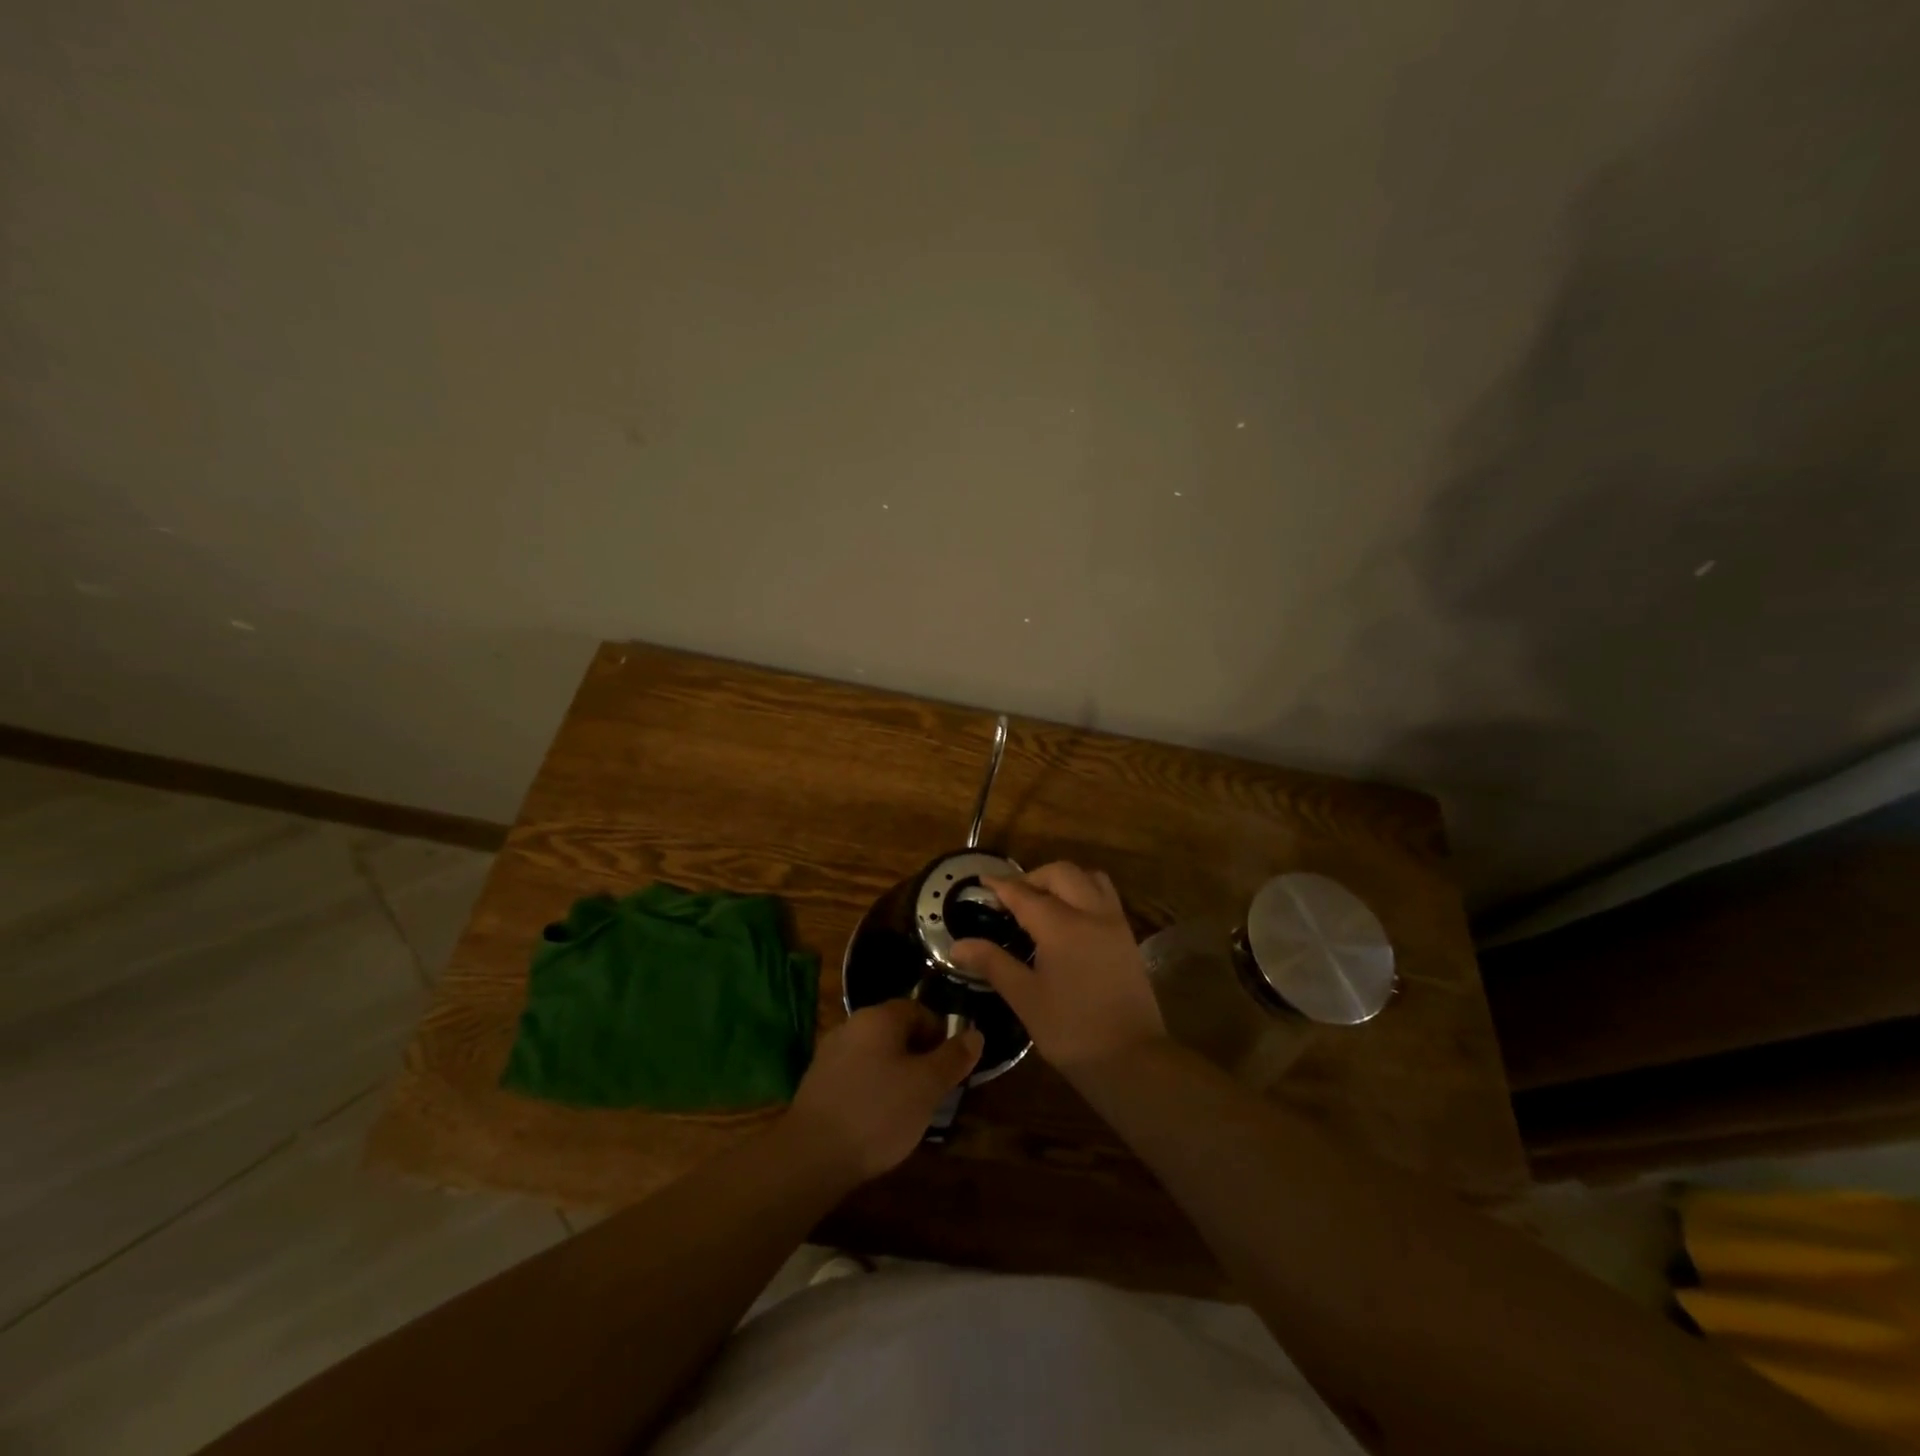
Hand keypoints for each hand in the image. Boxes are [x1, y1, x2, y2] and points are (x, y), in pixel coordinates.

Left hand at [785, 1001, 981, 1181]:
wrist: (811, 1156)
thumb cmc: (878, 1112)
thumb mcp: (927, 1086)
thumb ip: (953, 1058)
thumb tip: (975, 1034)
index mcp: (879, 1017)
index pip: (920, 1010)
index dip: (942, 1035)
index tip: (951, 1067)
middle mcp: (852, 1025)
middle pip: (896, 1031)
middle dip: (919, 1056)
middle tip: (934, 1090)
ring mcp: (830, 1053)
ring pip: (876, 1054)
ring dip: (896, 1074)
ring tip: (909, 1109)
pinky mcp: (817, 1082)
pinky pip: (856, 1075)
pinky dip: (872, 1089)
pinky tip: (877, 1120)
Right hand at [950, 861, 1166, 1076]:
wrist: (1131, 1059)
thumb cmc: (1071, 1031)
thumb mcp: (1025, 998)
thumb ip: (992, 963)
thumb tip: (957, 945)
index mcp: (1062, 926)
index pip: (1025, 893)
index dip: (1001, 885)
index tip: (982, 881)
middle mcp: (1091, 913)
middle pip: (1061, 874)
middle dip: (1032, 877)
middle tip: (1011, 897)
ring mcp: (1114, 923)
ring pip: (1089, 878)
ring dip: (1063, 880)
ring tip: (1043, 900)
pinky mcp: (1128, 937)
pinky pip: (1105, 896)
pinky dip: (1083, 892)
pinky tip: (1070, 919)